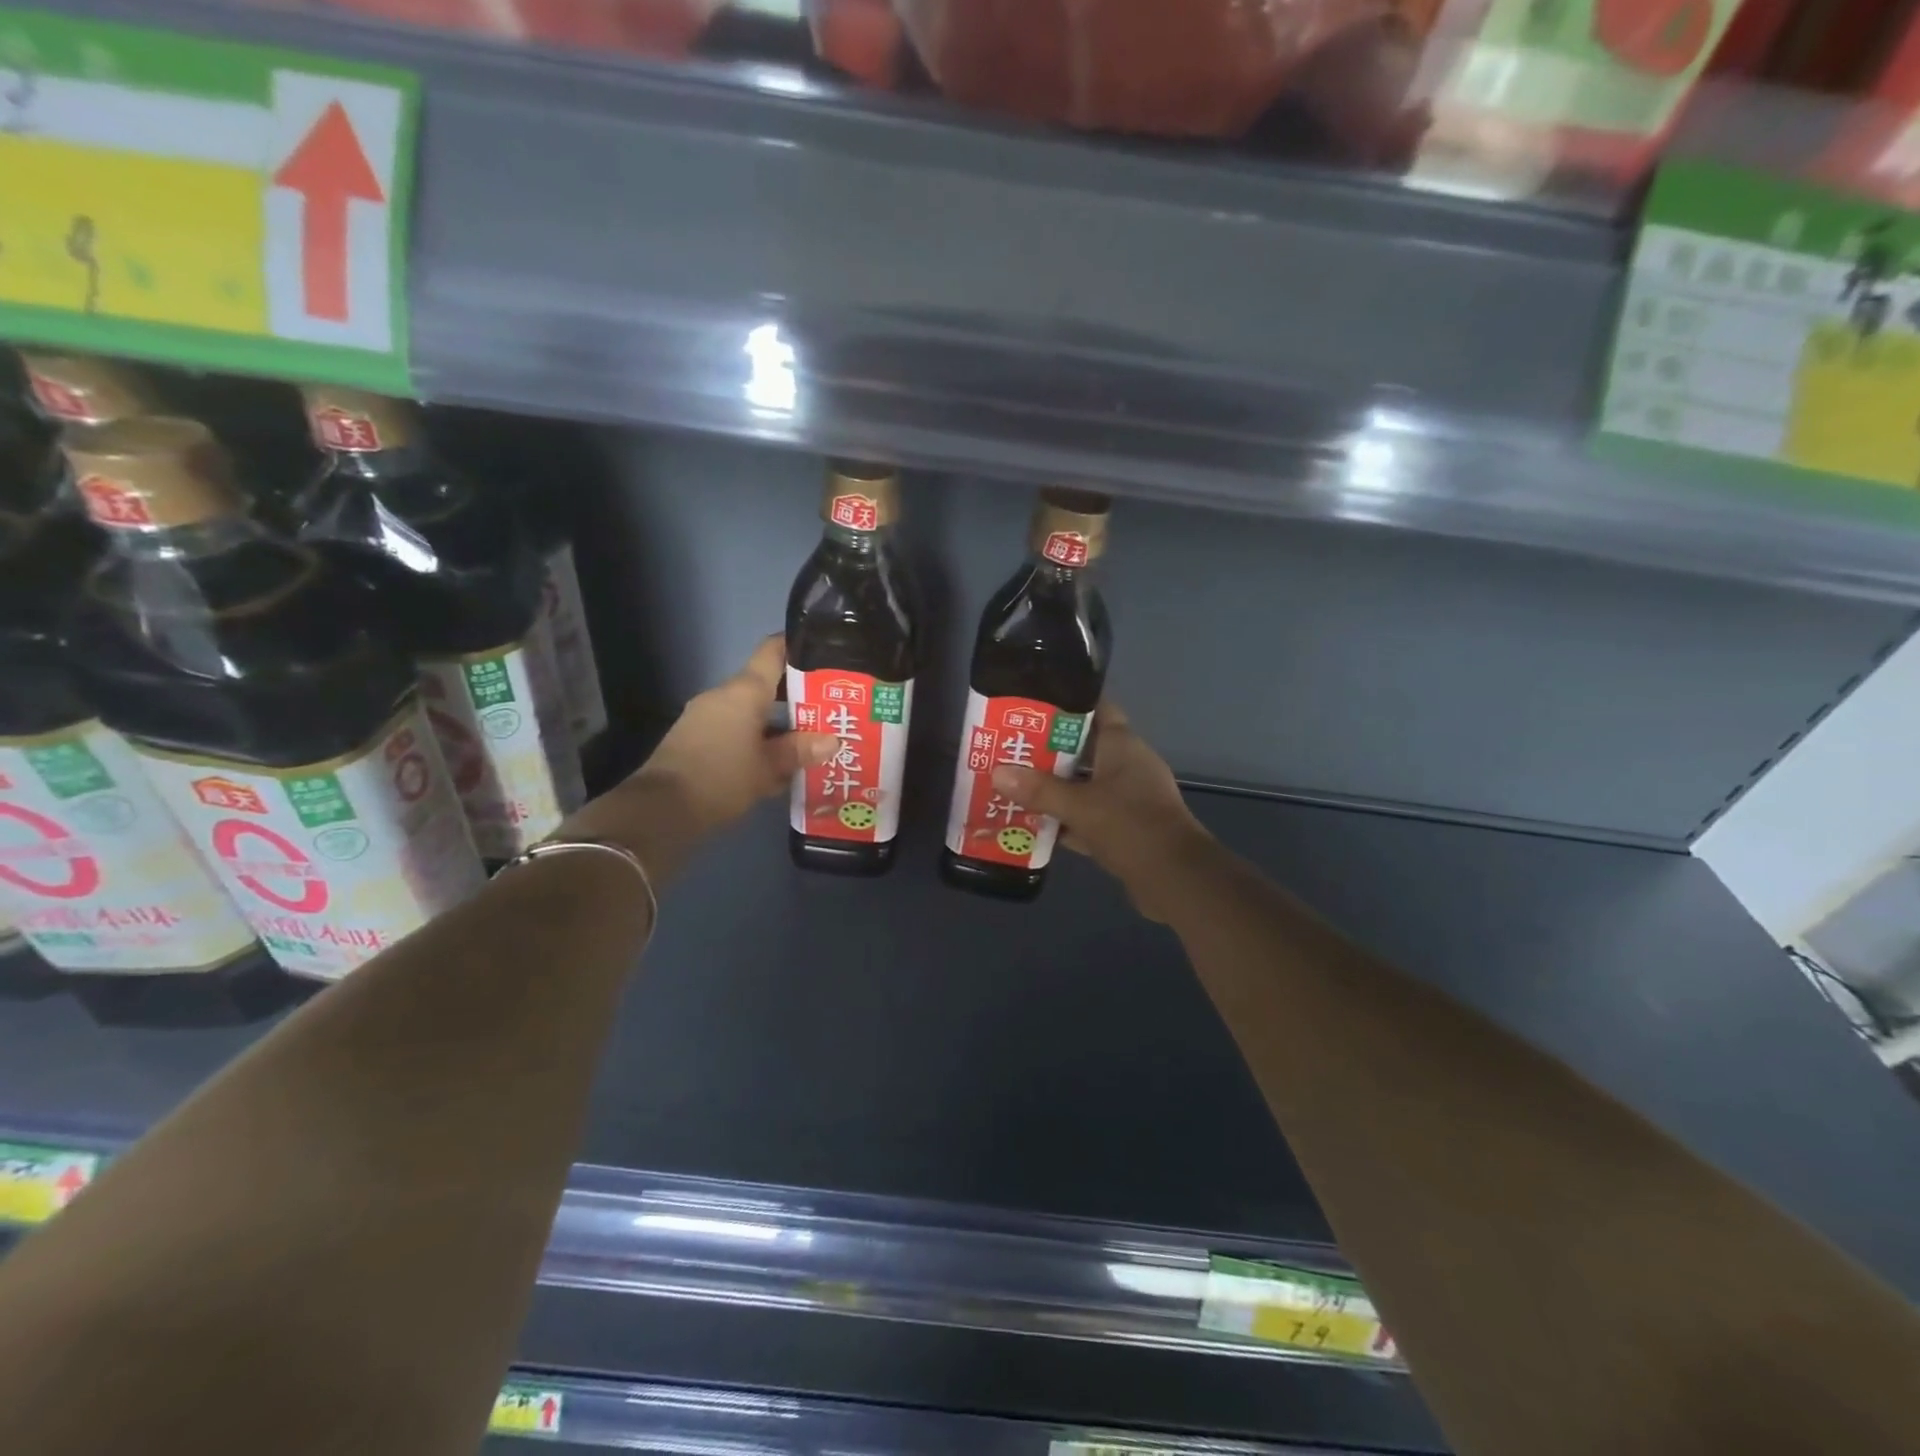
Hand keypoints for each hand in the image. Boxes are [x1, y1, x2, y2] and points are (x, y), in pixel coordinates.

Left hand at [558, 635, 834, 882]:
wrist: (661, 809)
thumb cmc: (722, 778)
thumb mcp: (769, 768)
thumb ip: (800, 750)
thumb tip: (833, 740)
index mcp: (744, 691)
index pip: (772, 651)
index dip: (797, 646)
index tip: (823, 652)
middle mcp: (724, 695)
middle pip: (765, 684)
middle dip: (796, 696)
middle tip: (828, 708)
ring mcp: (706, 716)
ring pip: (751, 711)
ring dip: (777, 723)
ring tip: (808, 739)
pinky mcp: (695, 738)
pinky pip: (735, 729)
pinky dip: (757, 738)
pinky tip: (775, 762)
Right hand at [991, 703, 1213, 922]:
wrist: (1175, 879)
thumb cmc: (1130, 826)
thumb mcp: (1079, 805)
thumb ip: (1039, 790)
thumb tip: (998, 772)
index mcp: (1122, 746)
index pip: (1096, 710)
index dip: (1067, 704)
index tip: (1032, 705)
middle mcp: (1127, 766)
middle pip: (1083, 749)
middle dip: (1048, 751)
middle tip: (1009, 749)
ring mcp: (1128, 798)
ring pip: (1083, 785)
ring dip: (1054, 787)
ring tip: (1013, 784)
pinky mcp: (1125, 828)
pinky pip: (1088, 815)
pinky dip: (1066, 819)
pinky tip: (1033, 824)